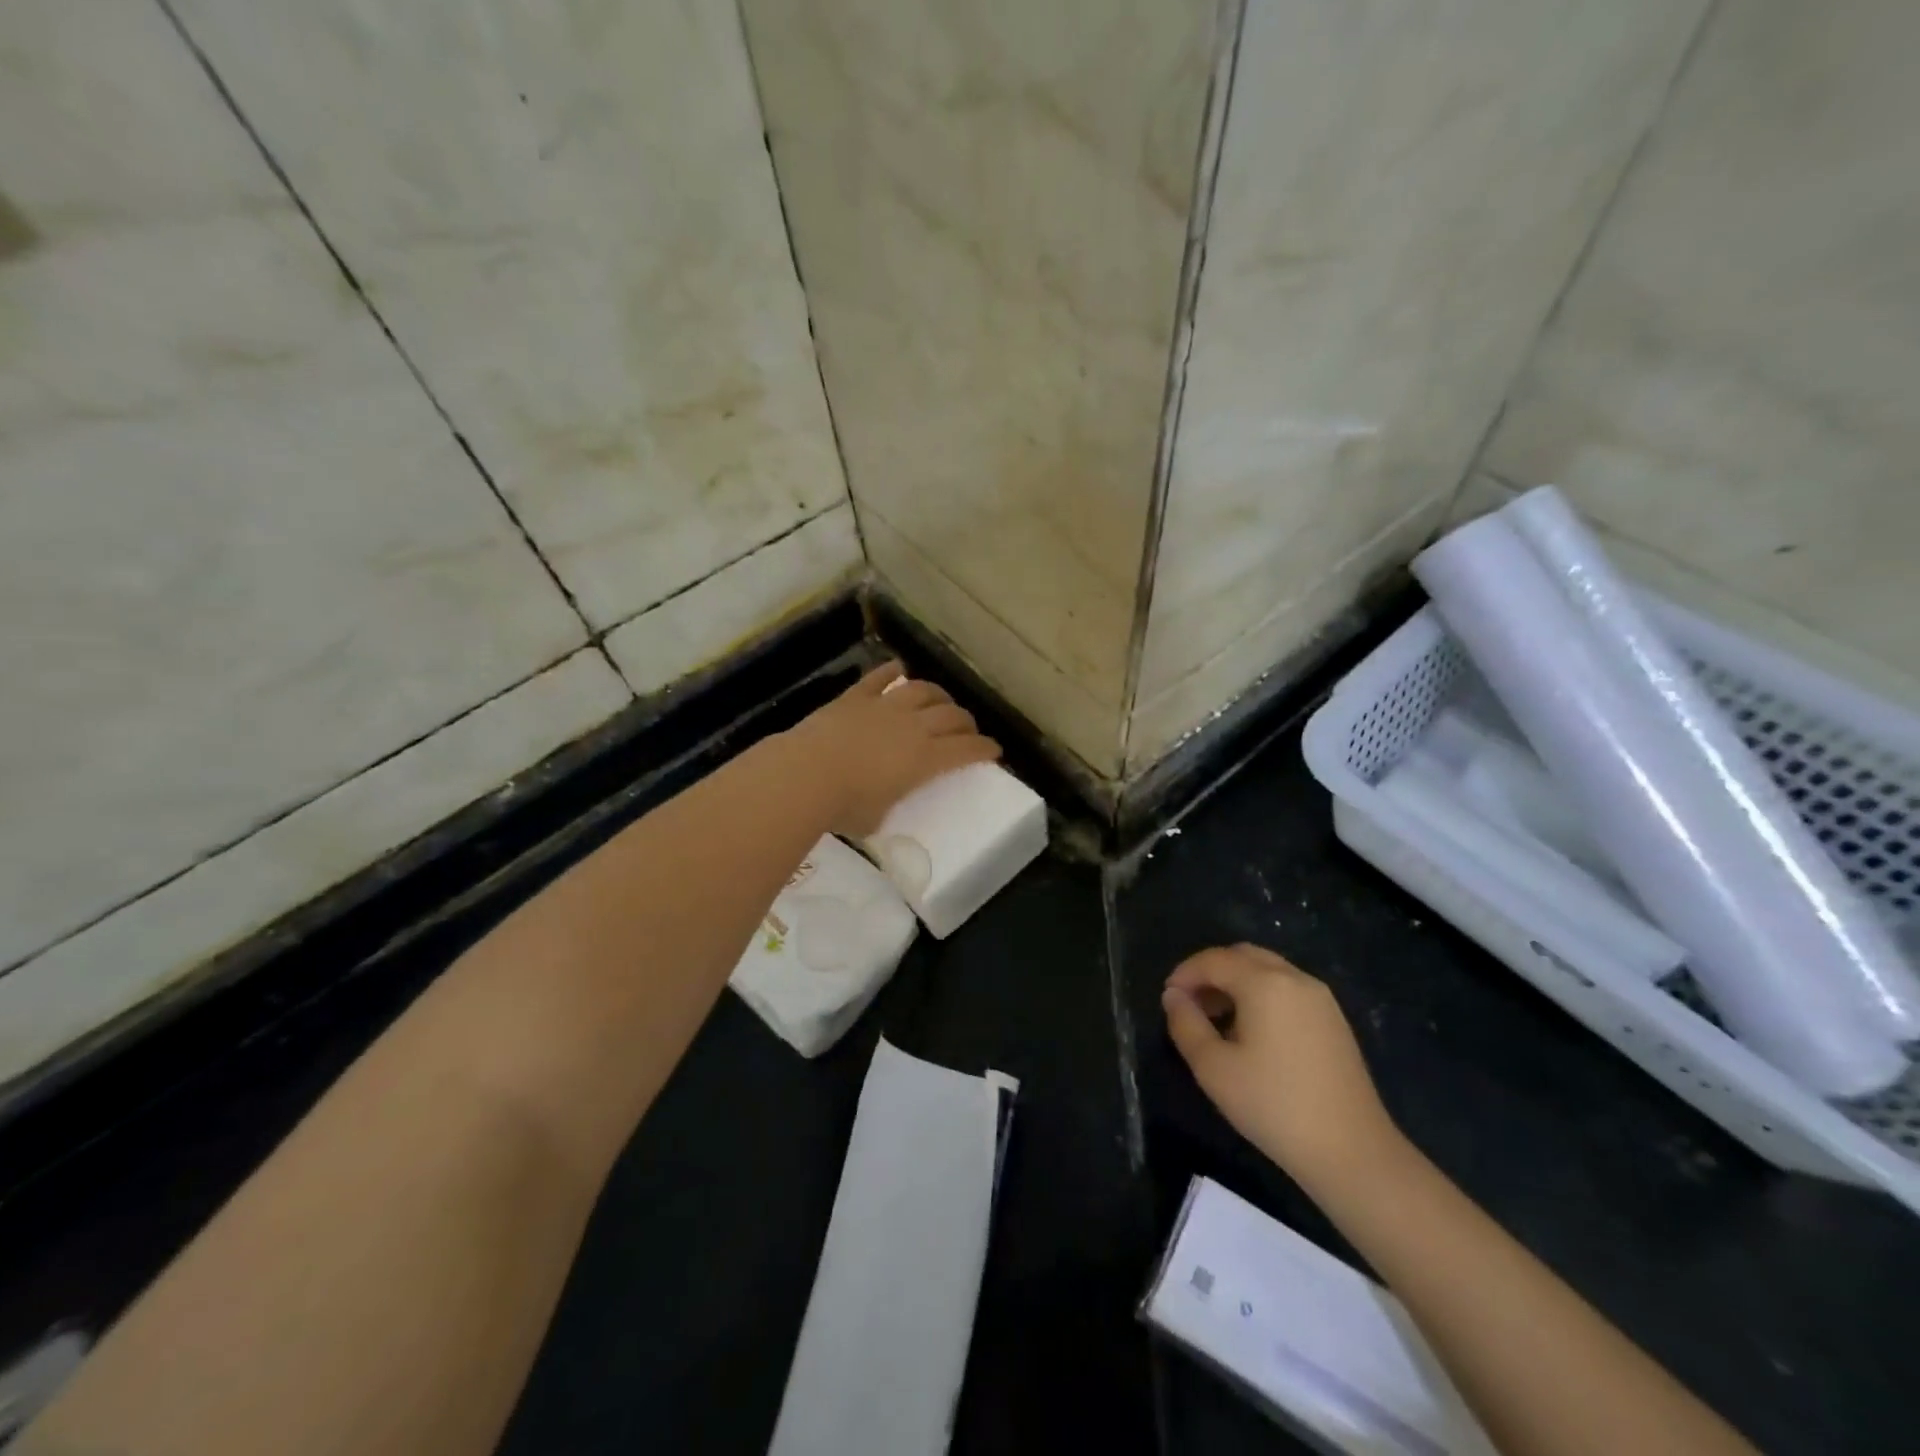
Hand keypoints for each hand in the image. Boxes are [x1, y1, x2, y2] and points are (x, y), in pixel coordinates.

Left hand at [783, 662, 1000, 838]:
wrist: (806, 775)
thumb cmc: (845, 807)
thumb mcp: (878, 818)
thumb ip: (888, 804)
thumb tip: (881, 802)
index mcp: (925, 759)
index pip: (967, 750)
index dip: (985, 749)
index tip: (994, 750)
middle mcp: (913, 727)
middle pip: (952, 715)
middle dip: (967, 722)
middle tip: (968, 730)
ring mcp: (885, 706)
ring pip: (923, 690)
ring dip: (938, 694)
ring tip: (941, 700)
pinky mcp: (856, 697)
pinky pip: (880, 677)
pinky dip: (892, 671)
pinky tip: (898, 669)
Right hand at [1162, 944, 1403, 1192]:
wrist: (1352, 1152)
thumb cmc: (1274, 1106)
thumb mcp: (1213, 1068)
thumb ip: (1186, 1024)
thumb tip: (1173, 996)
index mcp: (1265, 983)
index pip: (1214, 960)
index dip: (1184, 973)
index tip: (1167, 998)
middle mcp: (1295, 978)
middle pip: (1243, 956)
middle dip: (1211, 972)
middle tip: (1190, 1003)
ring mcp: (1321, 999)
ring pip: (1268, 970)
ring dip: (1236, 982)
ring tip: (1216, 1020)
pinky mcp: (1334, 1021)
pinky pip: (1287, 989)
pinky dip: (1261, 995)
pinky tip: (1251, 1032)